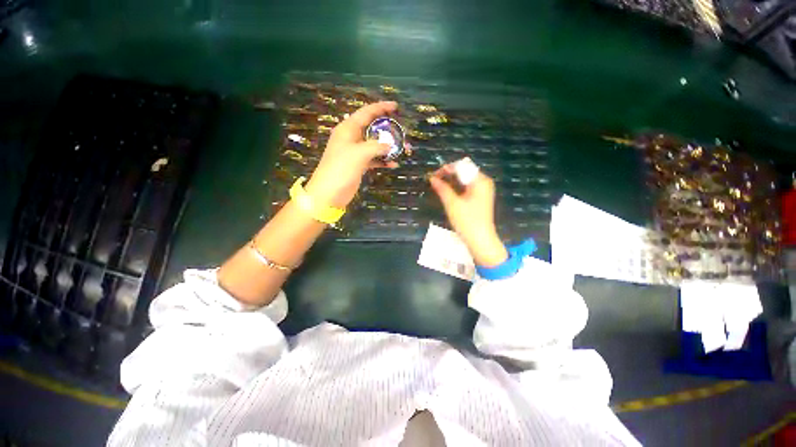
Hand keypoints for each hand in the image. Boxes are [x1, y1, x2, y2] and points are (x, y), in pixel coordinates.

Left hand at [305, 102, 398, 207]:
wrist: (329, 193)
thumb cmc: (341, 168)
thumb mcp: (359, 154)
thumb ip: (376, 146)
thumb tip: (389, 145)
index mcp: (348, 129)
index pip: (366, 112)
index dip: (381, 107)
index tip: (396, 106)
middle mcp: (351, 138)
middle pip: (371, 128)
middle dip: (386, 129)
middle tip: (401, 130)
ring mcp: (355, 152)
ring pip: (374, 144)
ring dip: (387, 147)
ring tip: (402, 149)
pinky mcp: (358, 165)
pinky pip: (373, 159)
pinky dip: (382, 161)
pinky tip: (393, 164)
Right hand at [429, 165, 507, 266]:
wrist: (480, 240)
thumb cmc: (467, 221)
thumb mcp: (452, 203)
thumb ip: (442, 188)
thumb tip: (432, 178)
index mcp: (480, 181)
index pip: (462, 166)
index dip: (446, 168)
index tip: (433, 175)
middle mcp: (484, 182)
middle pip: (464, 171)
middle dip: (448, 174)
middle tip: (434, 180)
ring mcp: (483, 190)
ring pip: (465, 179)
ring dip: (451, 180)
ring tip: (438, 185)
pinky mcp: (480, 198)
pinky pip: (467, 187)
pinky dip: (457, 187)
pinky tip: (448, 191)